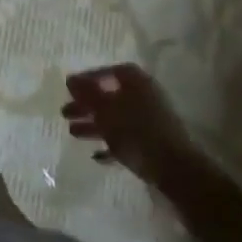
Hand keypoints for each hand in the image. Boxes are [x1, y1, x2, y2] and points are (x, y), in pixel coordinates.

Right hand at [63, 64, 195, 185]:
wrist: (175, 169)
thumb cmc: (136, 131)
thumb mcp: (104, 109)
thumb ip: (86, 93)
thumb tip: (70, 79)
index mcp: (136, 81)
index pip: (109, 72)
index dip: (88, 78)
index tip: (70, 90)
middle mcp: (145, 95)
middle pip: (110, 96)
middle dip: (86, 105)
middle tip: (65, 113)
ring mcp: (151, 120)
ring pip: (116, 118)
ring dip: (94, 125)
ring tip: (73, 133)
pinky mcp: (153, 143)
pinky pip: (127, 138)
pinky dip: (110, 143)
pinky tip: (96, 155)